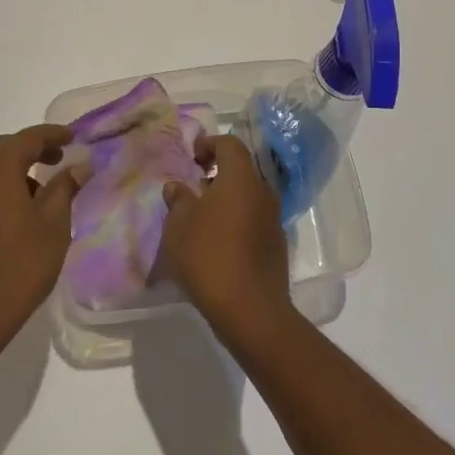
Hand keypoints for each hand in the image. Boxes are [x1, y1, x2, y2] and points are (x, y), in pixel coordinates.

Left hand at [0, 124, 77, 367]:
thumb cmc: (19, 265)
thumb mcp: (53, 224)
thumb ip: (66, 188)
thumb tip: (79, 166)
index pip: (29, 138)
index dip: (54, 134)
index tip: (75, 137)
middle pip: (7, 148)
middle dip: (35, 147)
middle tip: (61, 157)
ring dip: (19, 167)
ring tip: (46, 187)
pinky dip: (6, 185)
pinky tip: (25, 210)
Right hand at [161, 133, 292, 345]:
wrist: (251, 310)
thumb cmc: (210, 257)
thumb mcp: (179, 226)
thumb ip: (178, 200)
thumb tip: (177, 187)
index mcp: (241, 179)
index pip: (230, 144)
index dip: (209, 145)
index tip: (192, 159)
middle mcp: (263, 192)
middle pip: (241, 170)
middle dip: (217, 173)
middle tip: (193, 188)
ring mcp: (273, 220)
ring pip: (248, 196)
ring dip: (227, 199)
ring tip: (202, 218)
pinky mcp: (276, 245)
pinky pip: (253, 219)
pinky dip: (236, 220)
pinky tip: (217, 243)